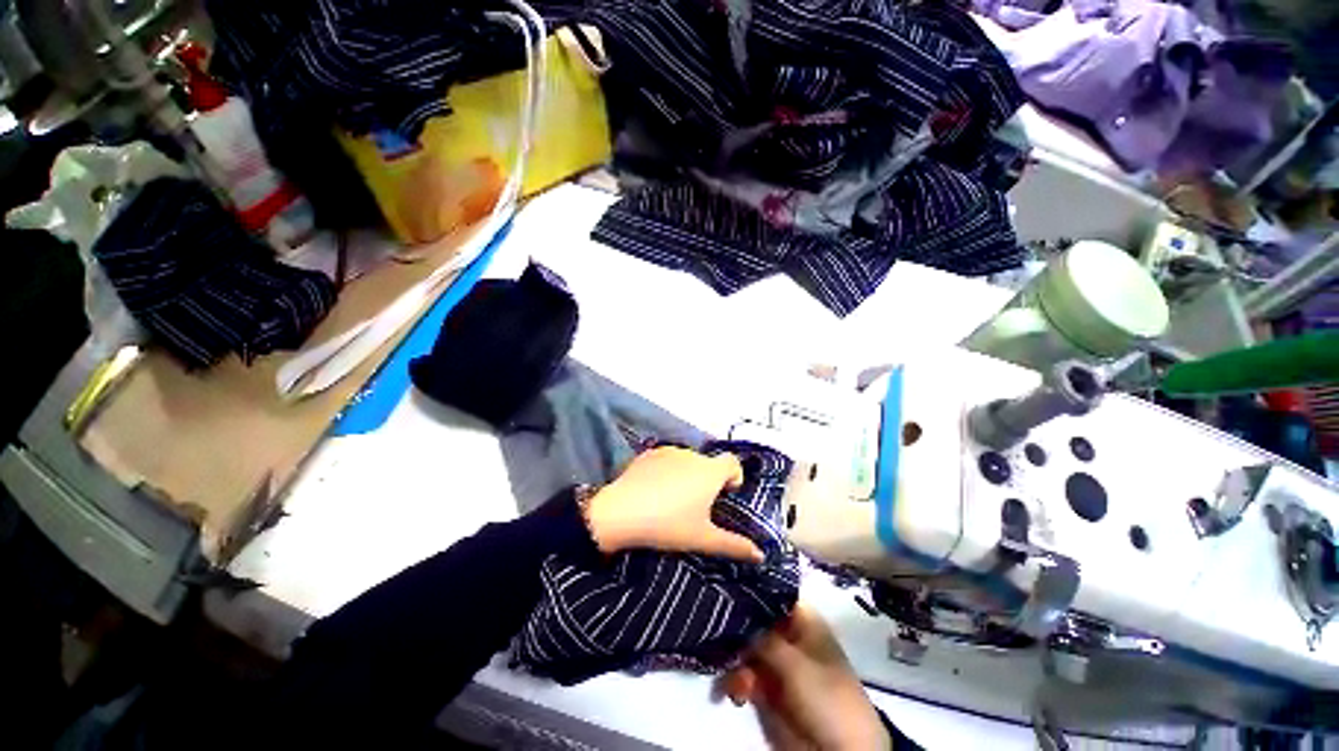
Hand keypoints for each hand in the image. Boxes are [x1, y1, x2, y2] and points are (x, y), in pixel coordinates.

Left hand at [584, 446, 763, 561]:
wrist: (621, 512)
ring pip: (687, 461)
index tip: (725, 496)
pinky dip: (667, 470)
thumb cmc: (668, 525)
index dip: (733, 477)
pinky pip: (666, 459)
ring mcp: (668, 451)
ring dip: (688, 474)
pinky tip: (654, 490)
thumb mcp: (703, 539)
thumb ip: (734, 545)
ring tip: (673, 499)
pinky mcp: (648, 453)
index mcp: (710, 471)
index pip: (733, 462)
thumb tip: (761, 554)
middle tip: (697, 506)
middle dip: (708, 480)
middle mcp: (692, 454)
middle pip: (709, 463)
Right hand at [720, 605, 890, 750]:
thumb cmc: (826, 697)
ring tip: (736, 680)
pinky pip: (744, 676)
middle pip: (755, 622)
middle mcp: (788, 638)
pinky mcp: (768, 690)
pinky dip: (736, 682)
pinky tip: (735, 693)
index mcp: (804, 622)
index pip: (775, 596)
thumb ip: (764, 638)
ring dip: (734, 661)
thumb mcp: (796, 664)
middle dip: (735, 629)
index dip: (752, 591)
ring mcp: (777, 664)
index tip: (728, 589)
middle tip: (719, 637)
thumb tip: (737, 616)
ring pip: (745, 649)